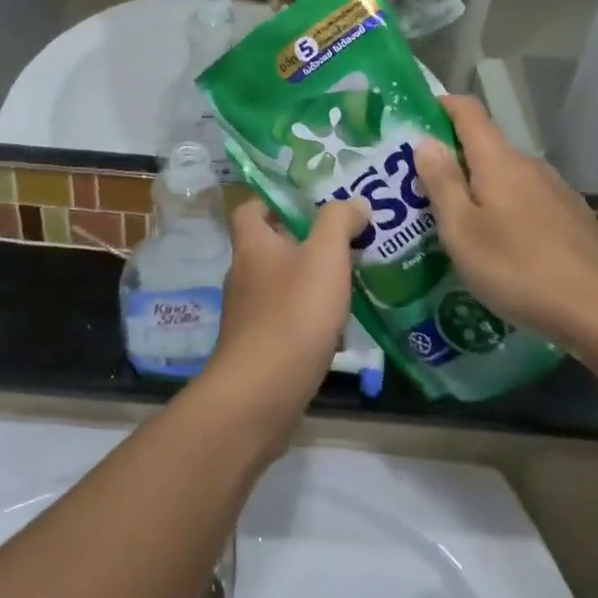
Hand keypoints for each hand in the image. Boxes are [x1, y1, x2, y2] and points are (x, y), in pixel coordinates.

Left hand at [197, 198, 366, 459]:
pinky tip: (337, 330)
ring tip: (349, 284)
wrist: (261, 395)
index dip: (275, 201)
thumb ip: (339, 222)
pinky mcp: (258, 349)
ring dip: (309, 284)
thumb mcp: (325, 256)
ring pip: (281, 286)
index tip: (309, 205)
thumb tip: (355, 202)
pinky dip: (308, 321)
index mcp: (252, 245)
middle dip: (304, 243)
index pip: (250, 209)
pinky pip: (285, 322)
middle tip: (343, 243)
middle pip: (270, 247)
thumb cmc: (292, 313)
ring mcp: (248, 315)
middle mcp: (243, 275)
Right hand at [415, 96, 597, 353]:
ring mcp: (557, 192)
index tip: (416, 119)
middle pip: (486, 147)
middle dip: (454, 160)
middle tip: (423, 189)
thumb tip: (425, 140)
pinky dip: (508, 212)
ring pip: (508, 178)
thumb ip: (441, 182)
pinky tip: (503, 250)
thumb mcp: (462, 230)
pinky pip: (529, 203)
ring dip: (482, 190)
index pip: (468, 111)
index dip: (441, 106)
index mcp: (498, 160)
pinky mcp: (574, 220)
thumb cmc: (519, 268)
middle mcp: (530, 165)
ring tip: (461, 225)